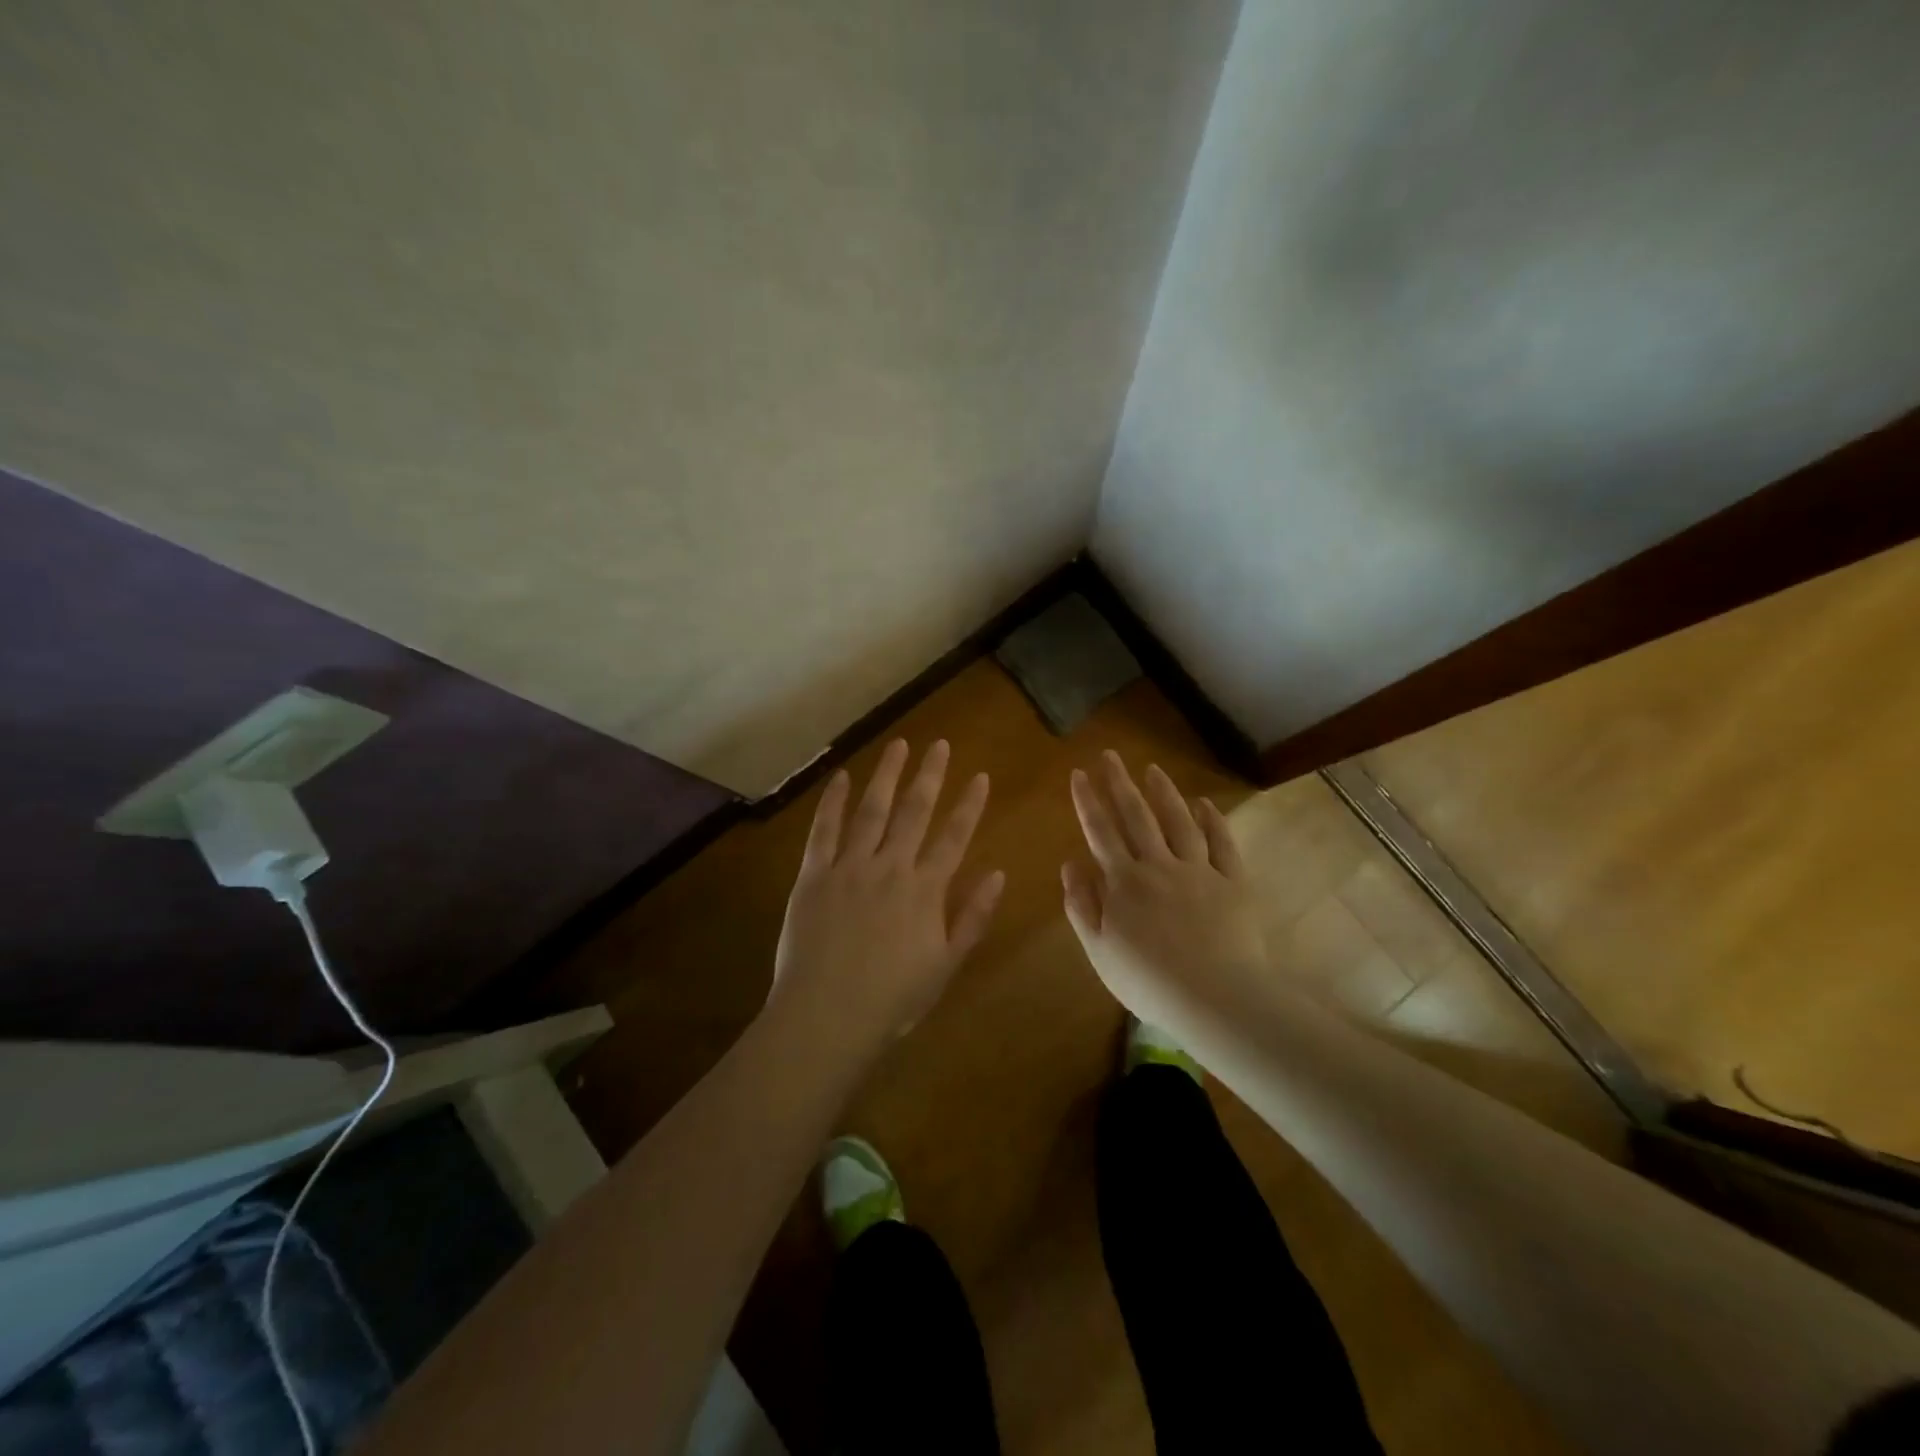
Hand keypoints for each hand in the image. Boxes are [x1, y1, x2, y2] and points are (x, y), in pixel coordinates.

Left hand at [771, 739, 1004, 1050]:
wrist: (826, 1017)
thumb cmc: (892, 999)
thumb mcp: (945, 965)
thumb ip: (972, 917)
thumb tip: (997, 874)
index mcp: (925, 890)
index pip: (954, 837)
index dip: (969, 805)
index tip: (980, 776)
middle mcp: (890, 867)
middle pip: (914, 812)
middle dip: (929, 775)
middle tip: (938, 744)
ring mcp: (849, 867)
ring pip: (872, 810)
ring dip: (886, 775)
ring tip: (898, 745)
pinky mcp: (813, 875)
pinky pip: (824, 831)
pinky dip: (833, 802)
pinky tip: (841, 777)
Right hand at [1062, 752, 1265, 1022]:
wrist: (1215, 998)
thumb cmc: (1149, 982)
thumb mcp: (1099, 951)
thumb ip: (1082, 905)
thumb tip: (1070, 863)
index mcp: (1123, 882)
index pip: (1100, 832)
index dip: (1087, 801)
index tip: (1078, 773)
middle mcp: (1158, 865)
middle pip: (1136, 816)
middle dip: (1119, 783)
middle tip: (1109, 755)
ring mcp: (1198, 870)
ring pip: (1178, 821)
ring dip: (1163, 793)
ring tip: (1152, 769)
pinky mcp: (1232, 882)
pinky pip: (1221, 843)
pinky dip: (1212, 821)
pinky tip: (1204, 804)